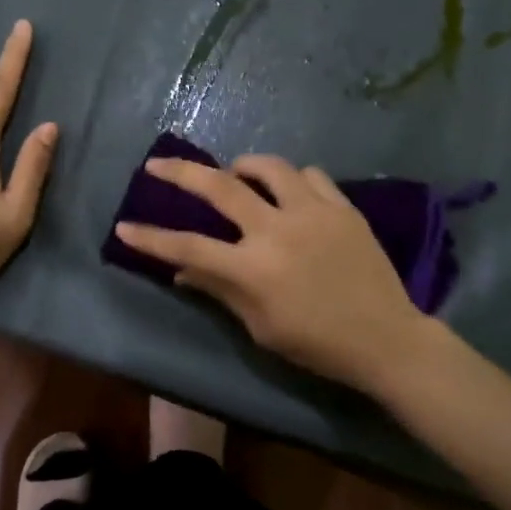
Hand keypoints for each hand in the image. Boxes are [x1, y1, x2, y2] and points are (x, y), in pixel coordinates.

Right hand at [114, 154, 438, 396]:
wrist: (386, 338)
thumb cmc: (317, 344)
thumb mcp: (261, 328)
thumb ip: (220, 290)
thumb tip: (181, 271)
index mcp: (254, 269)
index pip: (188, 247)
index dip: (151, 238)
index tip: (124, 226)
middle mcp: (278, 230)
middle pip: (220, 187)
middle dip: (181, 173)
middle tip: (158, 164)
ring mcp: (313, 212)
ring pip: (269, 167)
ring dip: (243, 167)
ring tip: (235, 175)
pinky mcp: (342, 207)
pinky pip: (310, 175)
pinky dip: (291, 179)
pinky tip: (289, 192)